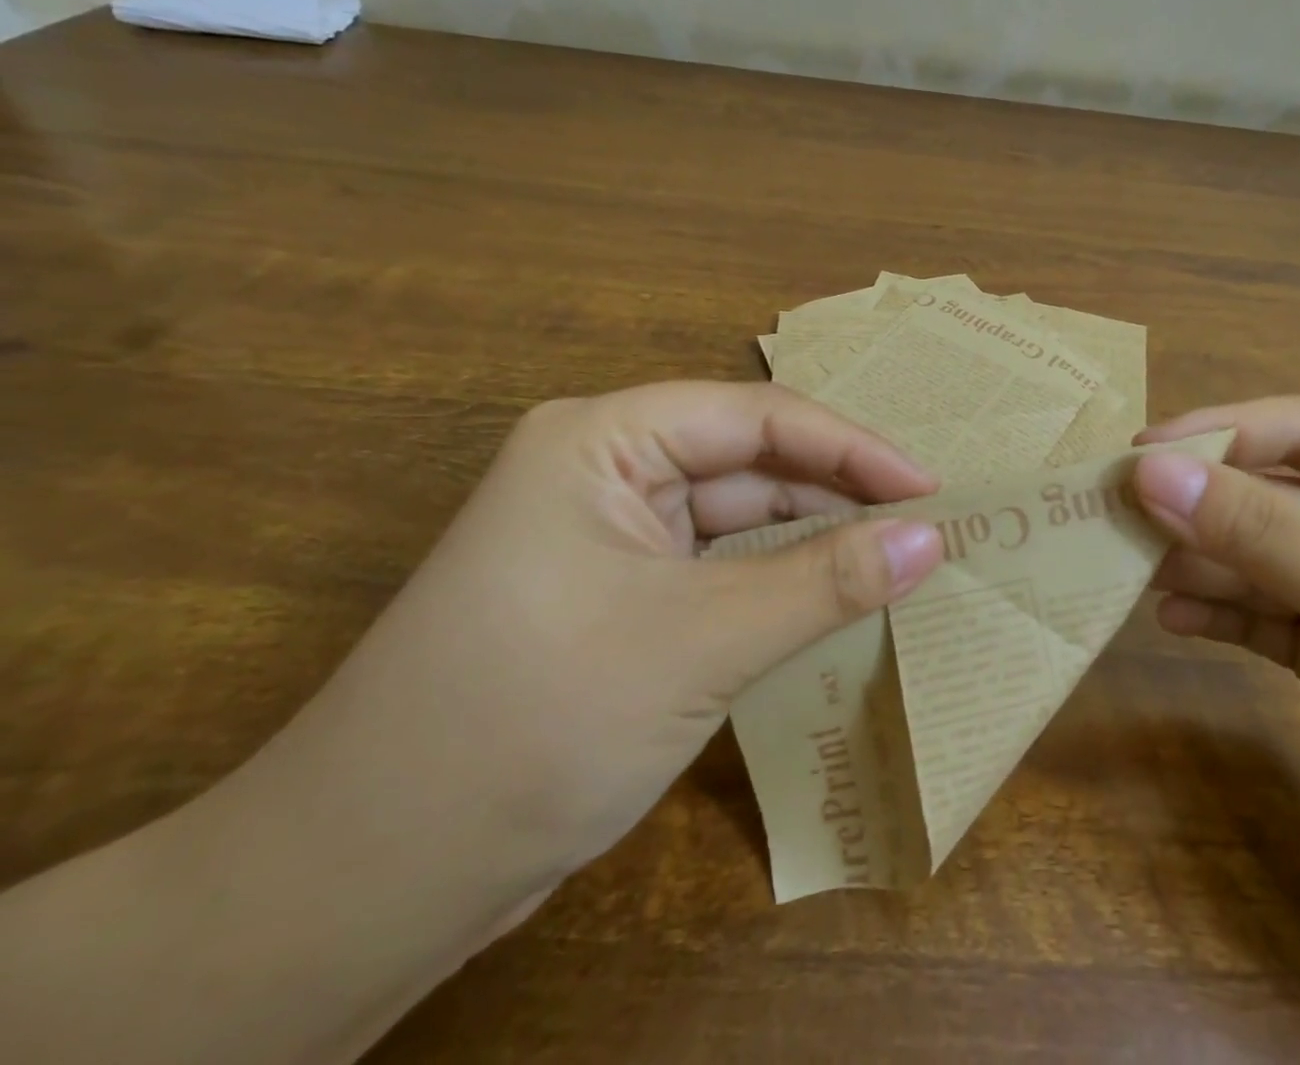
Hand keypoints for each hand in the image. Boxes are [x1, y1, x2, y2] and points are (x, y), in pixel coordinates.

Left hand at [248, 381, 946, 891]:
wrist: (362, 886)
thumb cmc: (531, 724)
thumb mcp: (700, 641)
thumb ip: (825, 582)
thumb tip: (931, 539)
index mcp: (603, 439)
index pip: (756, 418)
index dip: (851, 447)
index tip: (929, 488)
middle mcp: (606, 471)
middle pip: (751, 464)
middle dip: (838, 494)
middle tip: (926, 527)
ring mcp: (612, 538)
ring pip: (740, 519)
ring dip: (815, 542)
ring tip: (900, 561)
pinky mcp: (621, 598)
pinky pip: (721, 569)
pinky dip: (780, 583)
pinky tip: (837, 600)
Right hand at [1130, 397, 1299, 958]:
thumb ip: (1258, 530)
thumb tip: (1145, 471)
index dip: (1219, 434)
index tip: (1139, 455)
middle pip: (1267, 494)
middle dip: (1196, 503)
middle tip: (1113, 514)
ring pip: (1253, 557)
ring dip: (1194, 559)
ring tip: (1127, 568)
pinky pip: (1258, 618)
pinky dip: (1214, 612)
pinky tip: (1170, 618)